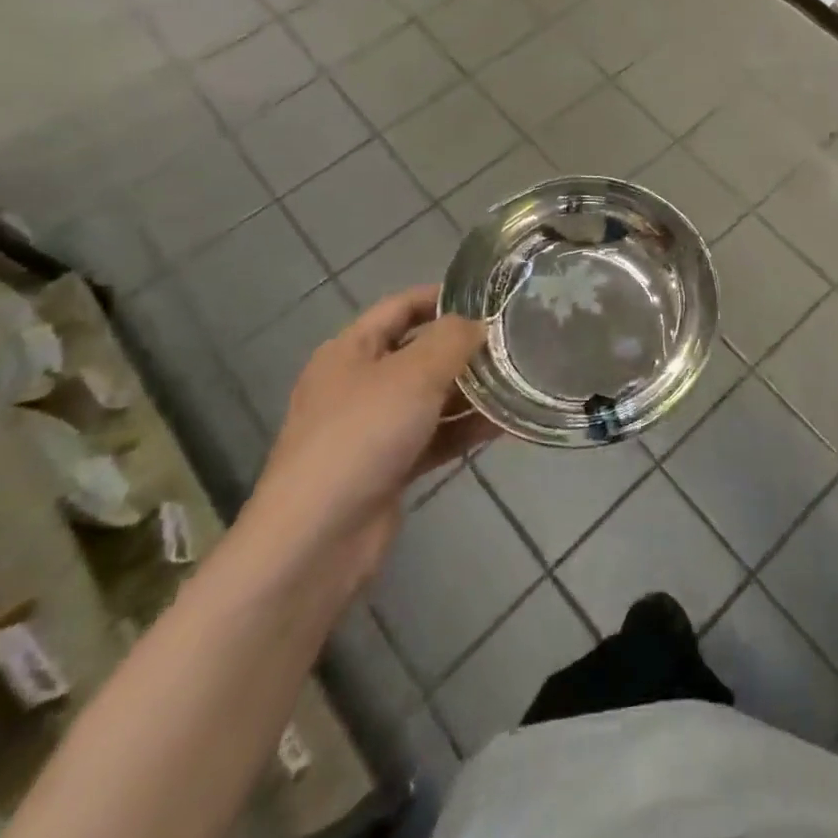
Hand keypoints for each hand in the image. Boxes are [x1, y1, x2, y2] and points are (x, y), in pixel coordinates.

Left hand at [244, 287, 496, 591]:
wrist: (317, 540)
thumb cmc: (362, 436)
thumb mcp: (414, 373)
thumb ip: (453, 339)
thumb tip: (479, 324)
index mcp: (350, 351)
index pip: (401, 307)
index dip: (442, 297)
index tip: (490, 298)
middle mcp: (358, 384)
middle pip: (419, 352)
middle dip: (465, 347)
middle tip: (515, 341)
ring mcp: (373, 429)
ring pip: (432, 397)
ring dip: (472, 390)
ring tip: (520, 380)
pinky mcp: (389, 467)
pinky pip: (436, 435)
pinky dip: (466, 429)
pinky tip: (507, 424)